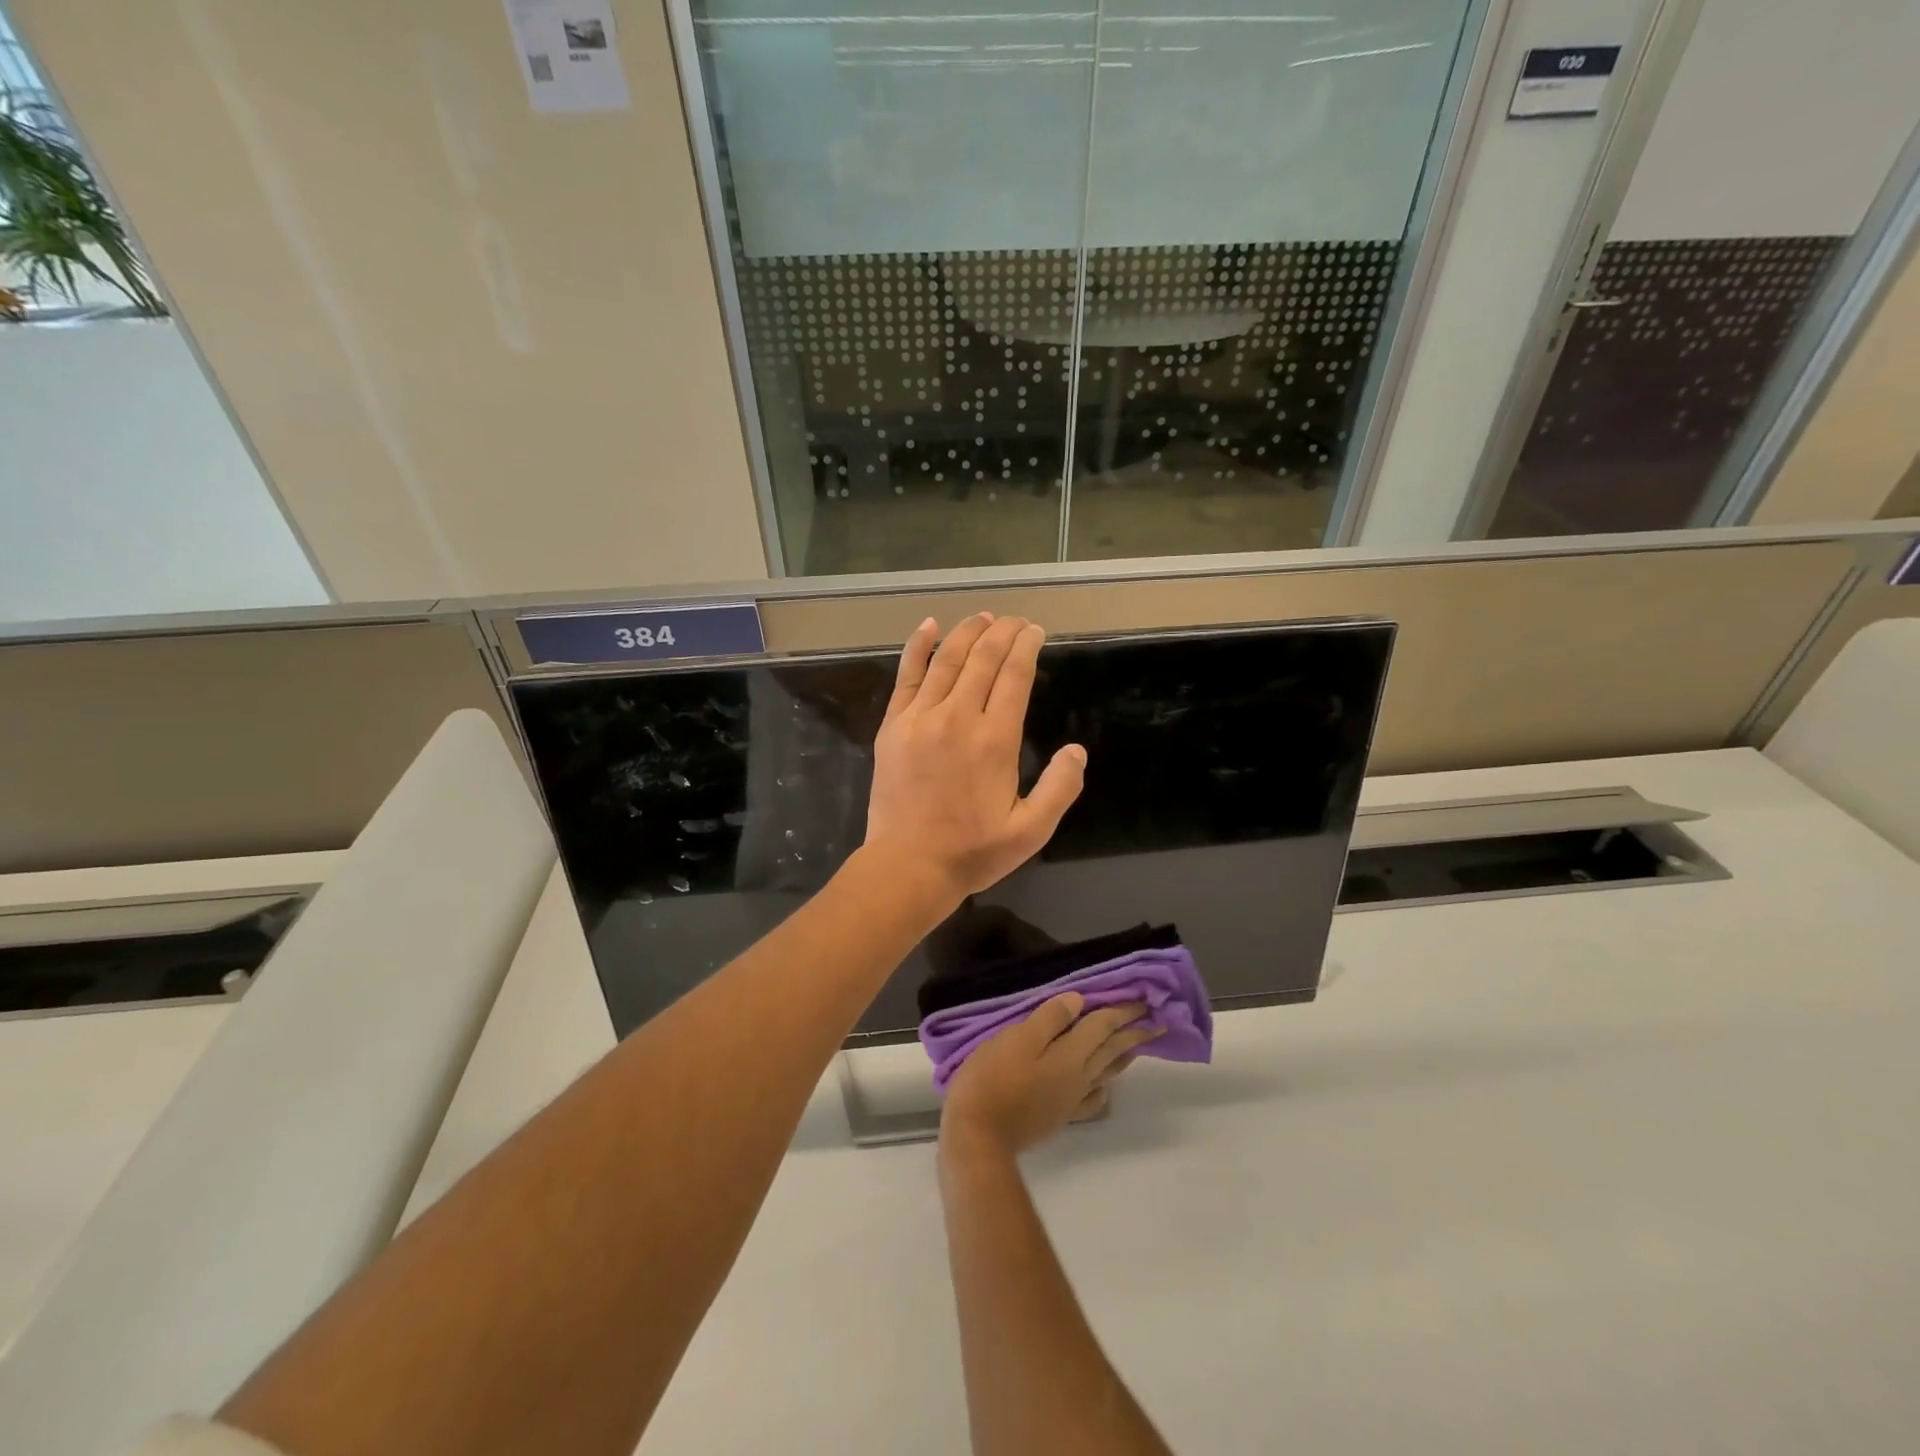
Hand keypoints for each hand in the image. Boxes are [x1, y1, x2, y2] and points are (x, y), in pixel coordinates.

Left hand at [864, 614, 1085, 908]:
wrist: (908, 866)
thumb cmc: (973, 852)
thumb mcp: (1031, 831)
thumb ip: (1060, 788)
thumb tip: (1077, 750)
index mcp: (995, 740)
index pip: (1014, 676)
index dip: (1026, 647)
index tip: (1035, 632)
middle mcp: (958, 718)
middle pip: (983, 659)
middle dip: (1003, 632)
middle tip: (1015, 621)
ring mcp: (920, 718)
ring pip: (946, 660)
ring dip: (967, 632)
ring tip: (983, 616)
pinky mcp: (893, 726)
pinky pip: (906, 676)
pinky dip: (917, 647)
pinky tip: (928, 626)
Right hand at [941, 995, 1161, 1157]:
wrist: (979, 1136)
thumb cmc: (994, 1079)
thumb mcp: (1018, 1039)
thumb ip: (1049, 1019)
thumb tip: (1079, 1001)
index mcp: (1071, 1055)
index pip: (1103, 1026)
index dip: (1123, 1011)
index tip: (1145, 1000)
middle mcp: (1079, 1077)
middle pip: (1111, 1050)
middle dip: (1133, 1033)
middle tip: (1156, 1021)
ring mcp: (1070, 1099)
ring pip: (1106, 1073)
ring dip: (1123, 1057)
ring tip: (1136, 1048)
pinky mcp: (1059, 1116)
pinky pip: (1091, 1099)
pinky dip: (1102, 1089)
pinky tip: (1103, 1089)